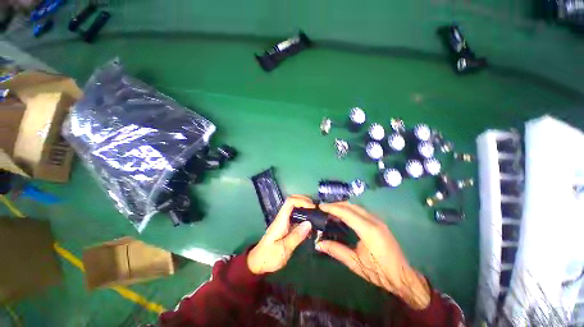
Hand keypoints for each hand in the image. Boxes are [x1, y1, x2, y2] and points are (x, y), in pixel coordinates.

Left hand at [247, 195, 314, 274]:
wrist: (257, 263)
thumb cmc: (269, 257)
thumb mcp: (284, 249)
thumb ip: (296, 236)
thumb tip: (309, 223)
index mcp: (281, 220)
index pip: (290, 202)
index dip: (302, 201)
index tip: (312, 208)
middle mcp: (282, 218)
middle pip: (292, 201)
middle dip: (305, 201)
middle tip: (316, 209)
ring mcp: (284, 222)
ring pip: (294, 208)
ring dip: (305, 208)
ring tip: (316, 216)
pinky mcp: (286, 227)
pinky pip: (296, 218)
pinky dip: (304, 218)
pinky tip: (311, 226)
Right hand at [316, 202, 430, 309]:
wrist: (402, 276)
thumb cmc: (379, 272)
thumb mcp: (355, 263)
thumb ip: (336, 250)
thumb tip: (318, 244)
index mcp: (368, 230)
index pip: (346, 212)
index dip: (332, 208)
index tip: (320, 207)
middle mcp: (374, 220)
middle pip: (351, 206)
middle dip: (336, 204)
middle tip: (323, 208)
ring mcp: (378, 220)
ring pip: (356, 206)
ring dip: (343, 206)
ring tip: (331, 210)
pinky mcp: (379, 222)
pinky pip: (361, 210)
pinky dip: (349, 209)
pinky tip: (343, 215)